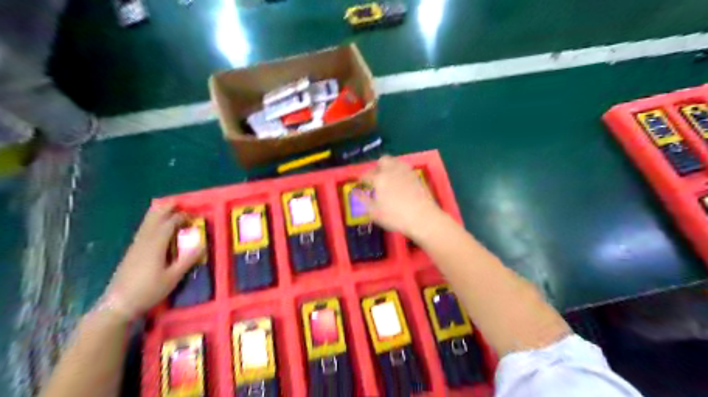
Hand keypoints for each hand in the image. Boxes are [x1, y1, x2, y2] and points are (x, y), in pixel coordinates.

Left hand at [104, 204, 204, 321]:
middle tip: (176, 201)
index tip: (193, 216)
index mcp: (155, 246)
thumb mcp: (173, 277)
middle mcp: (144, 242)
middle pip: (154, 220)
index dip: (181, 218)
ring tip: (164, 206)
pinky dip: (150, 223)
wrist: (118, 304)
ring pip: (146, 225)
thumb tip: (202, 243)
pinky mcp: (132, 253)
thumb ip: (187, 259)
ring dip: (156, 214)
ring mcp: (135, 247)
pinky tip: (154, 226)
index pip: (169, 225)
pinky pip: (143, 231)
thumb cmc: (148, 290)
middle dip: (165, 209)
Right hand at [360, 156, 439, 235]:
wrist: (423, 217)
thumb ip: (363, 200)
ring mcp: (406, 171)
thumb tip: (356, 192)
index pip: (366, 174)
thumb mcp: (374, 212)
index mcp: (379, 178)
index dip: (362, 179)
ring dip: (389, 167)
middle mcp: (392, 170)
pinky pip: (405, 168)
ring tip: (388, 178)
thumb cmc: (395, 217)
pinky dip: (399, 172)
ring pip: (395, 161)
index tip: (361, 184)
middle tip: (375, 178)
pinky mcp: (416, 176)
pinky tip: (400, 182)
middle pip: (382, 160)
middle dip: (377, 167)